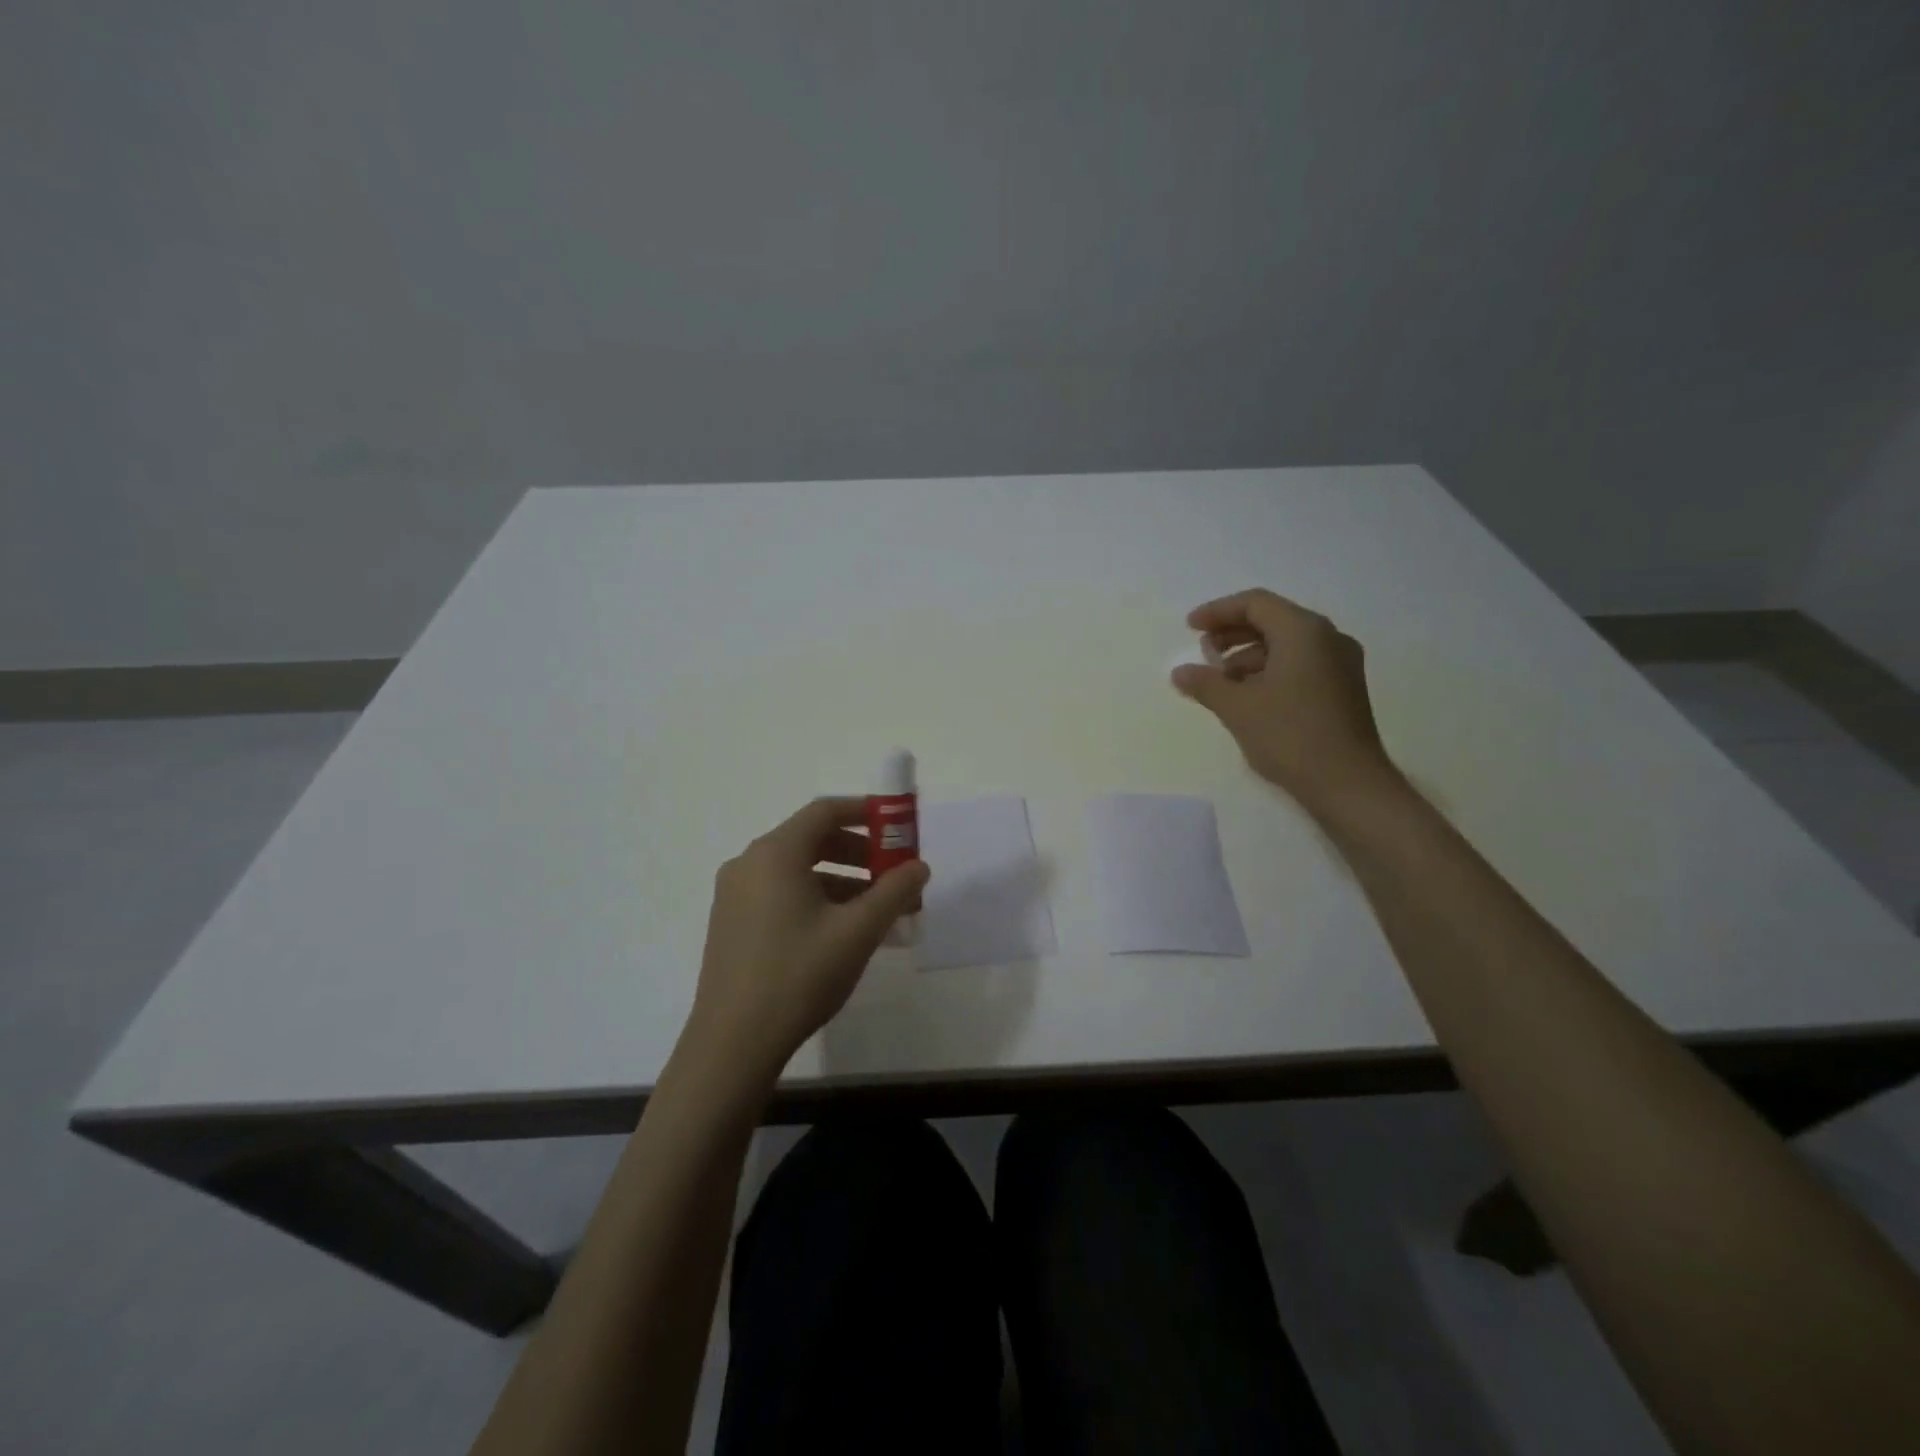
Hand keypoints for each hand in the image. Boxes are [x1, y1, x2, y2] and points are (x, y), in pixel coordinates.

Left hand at [683, 798, 929, 1084]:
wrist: (732, 1043)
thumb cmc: (799, 975)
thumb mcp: (857, 931)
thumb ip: (894, 891)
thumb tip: (918, 866)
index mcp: (775, 853)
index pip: (825, 811)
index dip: (865, 812)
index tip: (897, 826)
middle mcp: (749, 863)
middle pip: (811, 839)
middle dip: (858, 851)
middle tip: (893, 874)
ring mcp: (734, 894)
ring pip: (796, 869)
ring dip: (840, 879)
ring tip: (875, 909)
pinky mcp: (731, 922)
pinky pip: (780, 892)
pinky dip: (814, 898)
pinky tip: (840, 931)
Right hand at [1171, 588, 1397, 814]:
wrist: (1347, 783)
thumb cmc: (1290, 735)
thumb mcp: (1237, 707)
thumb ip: (1205, 683)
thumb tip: (1180, 672)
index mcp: (1304, 632)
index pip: (1256, 604)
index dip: (1218, 611)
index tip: (1190, 628)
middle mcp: (1328, 638)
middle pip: (1273, 619)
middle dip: (1233, 633)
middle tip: (1203, 652)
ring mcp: (1341, 663)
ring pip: (1287, 643)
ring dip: (1249, 654)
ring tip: (1220, 680)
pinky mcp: (1343, 688)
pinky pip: (1300, 663)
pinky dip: (1270, 669)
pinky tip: (1248, 695)